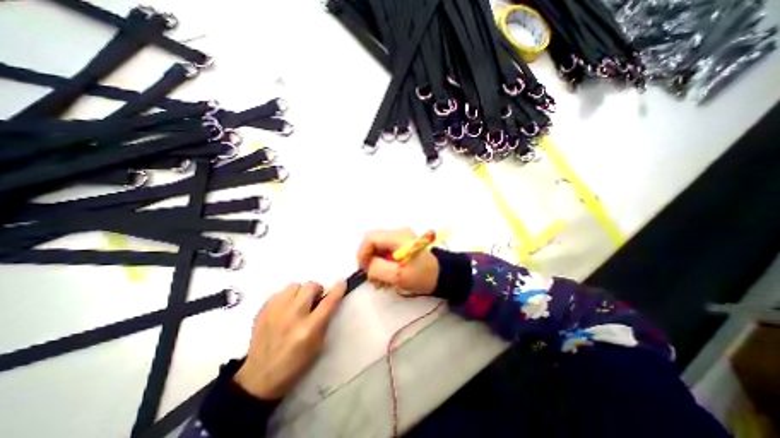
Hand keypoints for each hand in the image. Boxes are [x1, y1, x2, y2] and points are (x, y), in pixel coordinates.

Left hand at [232, 280, 344, 399]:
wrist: (260, 377)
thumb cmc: (295, 364)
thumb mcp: (318, 346)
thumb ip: (324, 320)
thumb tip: (329, 301)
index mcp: (309, 329)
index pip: (328, 302)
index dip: (338, 290)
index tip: (342, 282)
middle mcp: (292, 316)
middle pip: (310, 286)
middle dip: (317, 290)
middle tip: (314, 300)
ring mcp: (275, 312)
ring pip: (294, 285)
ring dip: (301, 292)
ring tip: (298, 303)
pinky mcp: (263, 310)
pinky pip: (280, 291)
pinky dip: (287, 296)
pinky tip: (285, 308)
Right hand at [357, 227, 437, 294]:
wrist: (442, 275)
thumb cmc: (422, 276)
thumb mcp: (399, 276)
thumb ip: (378, 268)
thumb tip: (367, 264)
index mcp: (398, 237)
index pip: (370, 238)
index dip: (362, 253)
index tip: (364, 269)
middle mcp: (397, 232)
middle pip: (372, 241)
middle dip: (368, 258)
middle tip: (372, 275)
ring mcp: (400, 237)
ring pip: (377, 245)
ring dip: (375, 261)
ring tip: (381, 278)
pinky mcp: (402, 243)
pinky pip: (384, 249)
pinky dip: (382, 260)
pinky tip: (387, 272)